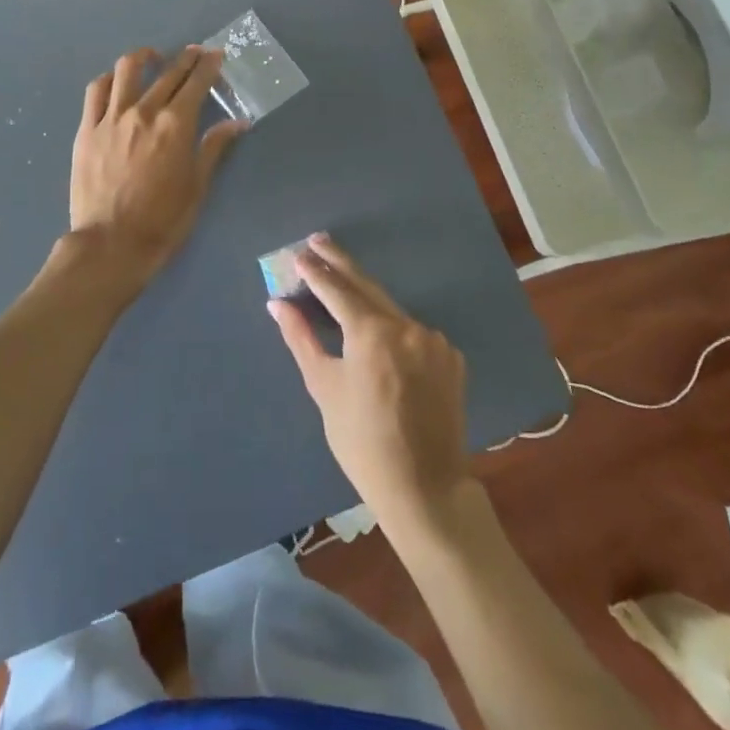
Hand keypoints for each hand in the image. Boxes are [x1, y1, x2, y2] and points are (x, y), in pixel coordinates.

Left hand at [66, 46, 243, 299]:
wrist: (110, 244)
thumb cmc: (162, 221)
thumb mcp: (197, 186)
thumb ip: (215, 148)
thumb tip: (238, 123)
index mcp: (176, 125)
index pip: (196, 83)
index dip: (208, 65)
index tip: (215, 55)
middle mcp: (145, 111)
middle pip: (168, 72)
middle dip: (185, 58)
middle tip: (195, 53)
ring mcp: (111, 118)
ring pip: (126, 70)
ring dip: (144, 57)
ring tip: (153, 57)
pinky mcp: (87, 129)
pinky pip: (96, 91)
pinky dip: (110, 79)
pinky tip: (117, 81)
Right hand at [268, 234, 473, 532]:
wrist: (424, 488)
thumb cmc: (362, 442)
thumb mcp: (324, 388)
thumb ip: (301, 338)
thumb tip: (278, 303)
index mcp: (372, 332)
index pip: (338, 289)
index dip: (316, 271)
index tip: (299, 253)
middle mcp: (407, 326)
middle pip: (367, 286)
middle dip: (340, 263)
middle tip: (318, 241)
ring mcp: (434, 340)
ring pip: (392, 309)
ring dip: (367, 298)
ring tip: (343, 287)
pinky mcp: (451, 357)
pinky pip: (414, 332)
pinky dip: (394, 329)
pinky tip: (380, 337)